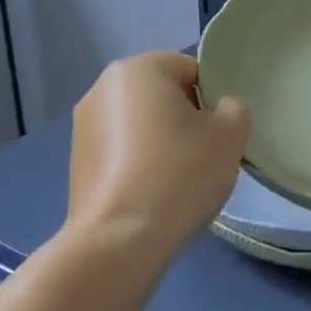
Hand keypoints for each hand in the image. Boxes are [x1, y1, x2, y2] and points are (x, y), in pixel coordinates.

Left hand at [64, 52, 249, 264]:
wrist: (119, 242)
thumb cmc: (179, 174)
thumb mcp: (230, 134)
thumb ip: (234, 108)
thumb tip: (219, 111)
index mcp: (139, 68)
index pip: (191, 70)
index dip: (212, 99)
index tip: (219, 132)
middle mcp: (103, 87)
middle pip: (163, 94)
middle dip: (185, 118)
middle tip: (204, 154)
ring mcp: (83, 125)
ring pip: (141, 123)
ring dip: (161, 141)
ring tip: (177, 179)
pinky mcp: (76, 161)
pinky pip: (122, 149)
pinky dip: (139, 162)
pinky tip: (152, 193)